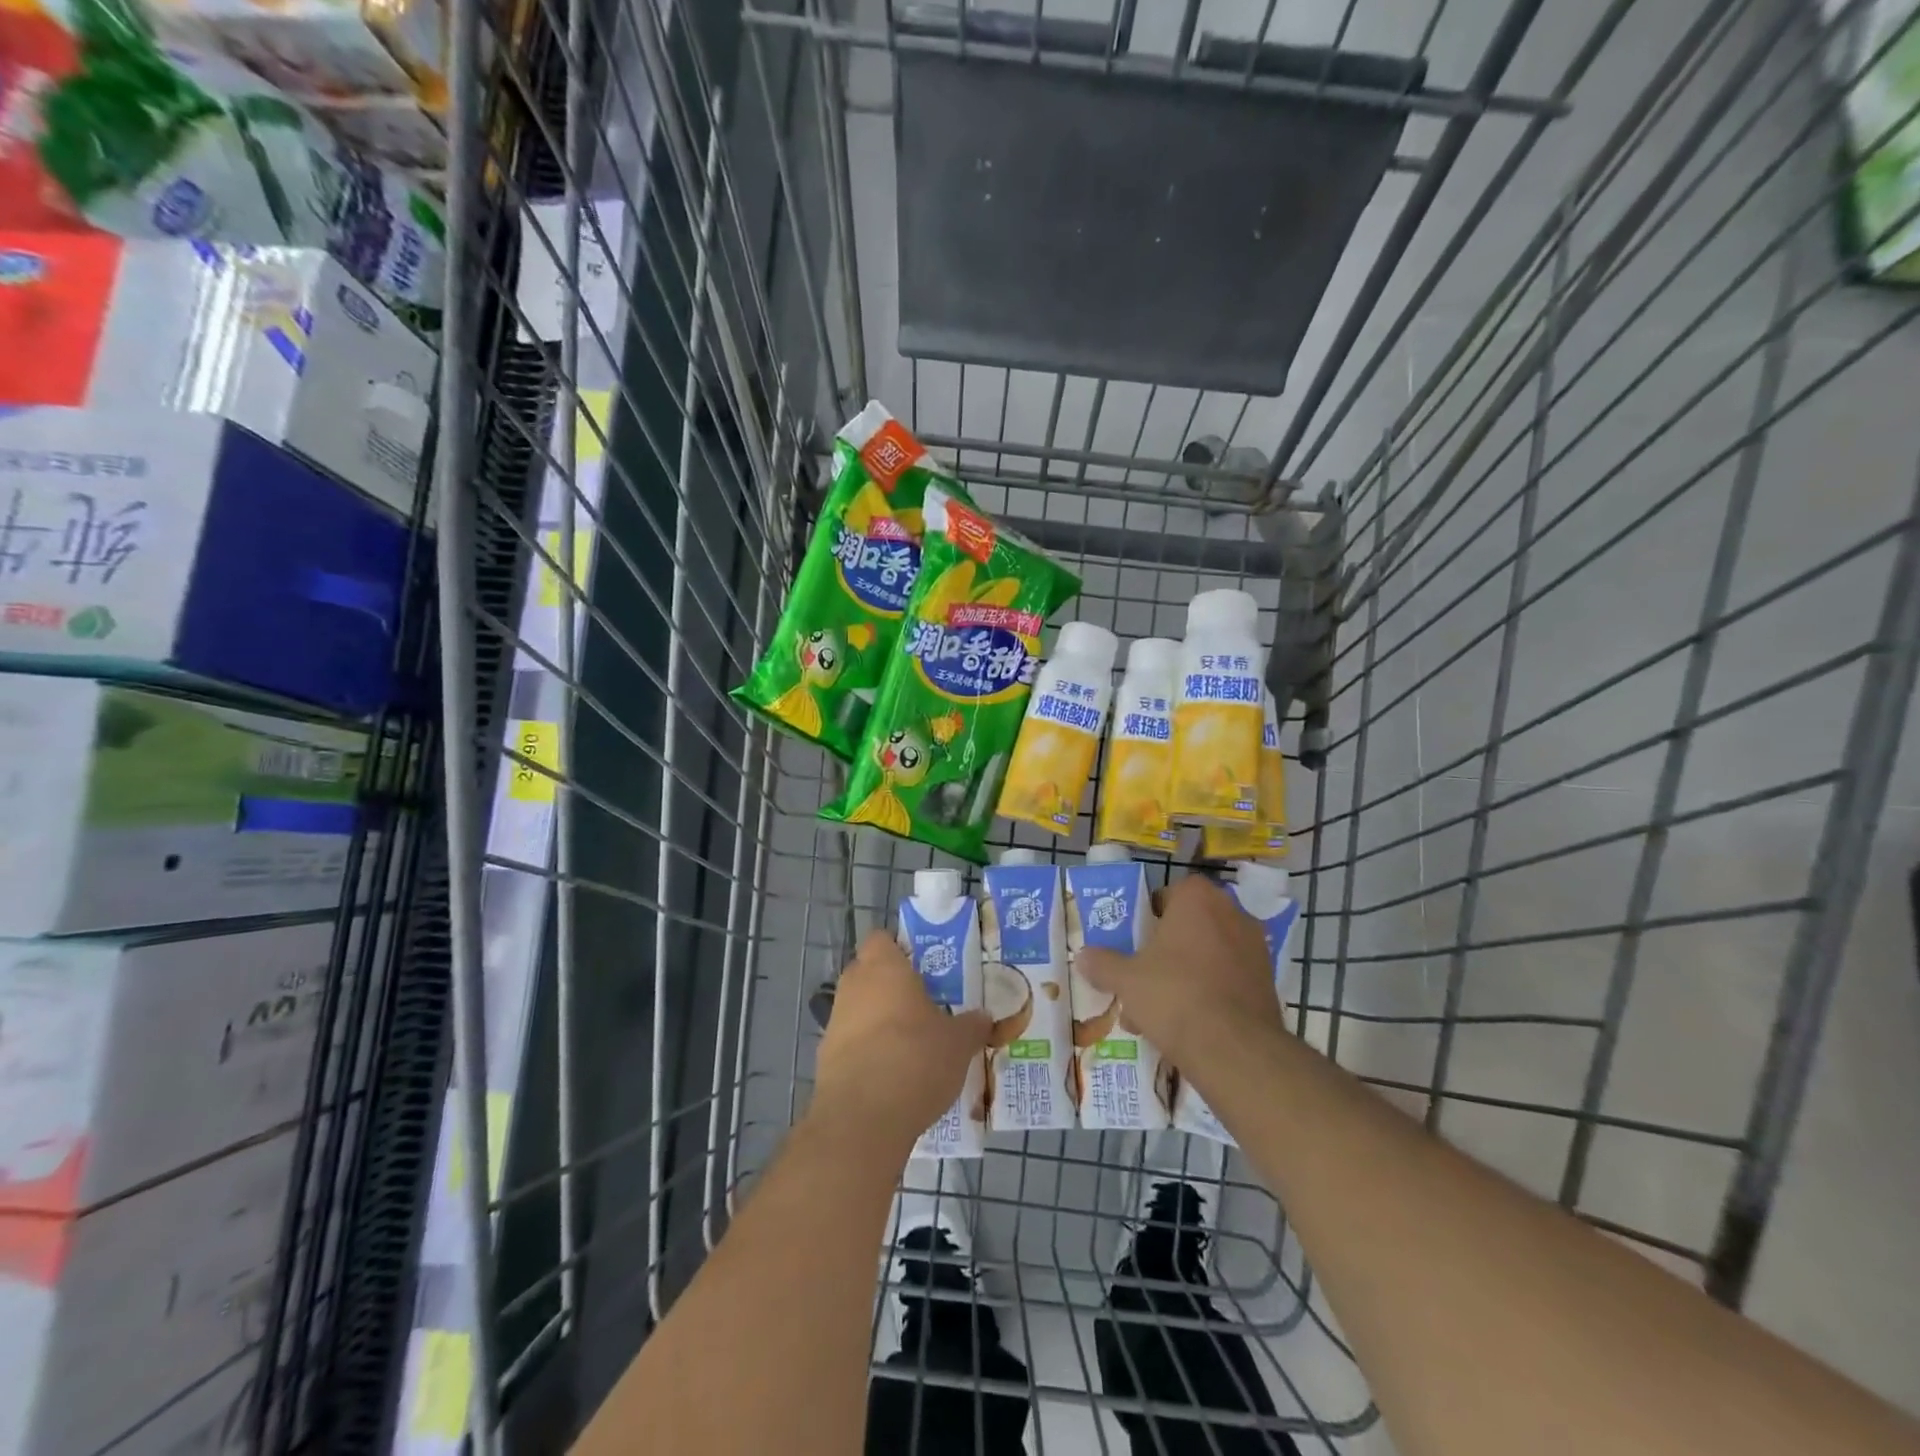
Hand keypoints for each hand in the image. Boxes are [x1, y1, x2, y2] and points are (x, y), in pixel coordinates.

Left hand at [811, 930, 990, 1153]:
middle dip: (892, 987)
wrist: (862, 1119)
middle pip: (869, 973)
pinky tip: (892, 1076)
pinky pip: (851, 1044)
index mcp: (884, 968)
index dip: (900, 949)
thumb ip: (971, 1025)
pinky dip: (868, 1053)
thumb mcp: (959, 1043)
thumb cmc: (915, 1059)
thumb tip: (983, 1017)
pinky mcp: (825, 1059)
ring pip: (859, 1009)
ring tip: (912, 1045)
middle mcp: (854, 986)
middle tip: (924, 1005)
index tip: (924, 967)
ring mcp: (835, 1022)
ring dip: (879, 1021)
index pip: (882, 939)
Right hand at [1078, 875, 1287, 1069]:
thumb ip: (1103, 964)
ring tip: (1156, 1011)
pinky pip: (1227, 979)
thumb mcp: (1125, 979)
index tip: (1135, 940)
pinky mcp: (1267, 983)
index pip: (1171, 892)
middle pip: (1190, 925)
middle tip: (1143, 975)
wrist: (1234, 1050)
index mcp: (1198, 899)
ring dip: (1184, 974)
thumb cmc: (1174, 995)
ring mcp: (1255, 949)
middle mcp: (1232, 914)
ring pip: (1208, 955)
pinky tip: (1185, 1026)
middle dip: (1166, 949)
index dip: (1150, 914)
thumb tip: (1083, 956)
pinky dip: (1208, 994)